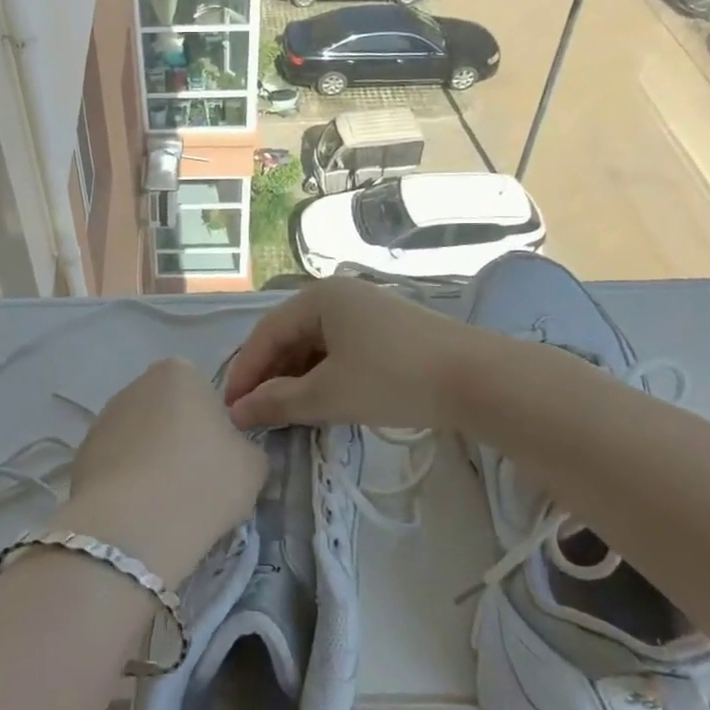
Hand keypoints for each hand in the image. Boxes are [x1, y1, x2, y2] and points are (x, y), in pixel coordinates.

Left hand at [51, 358, 267, 585]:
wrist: (134, 527)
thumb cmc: (203, 481)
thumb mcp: (253, 465)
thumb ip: (244, 446)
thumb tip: (230, 451)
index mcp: (179, 372)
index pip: (203, 393)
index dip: (214, 427)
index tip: (219, 459)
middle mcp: (135, 385)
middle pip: (167, 412)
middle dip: (179, 440)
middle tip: (195, 482)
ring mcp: (103, 419)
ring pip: (139, 439)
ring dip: (151, 461)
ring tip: (165, 503)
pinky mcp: (81, 455)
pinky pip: (116, 466)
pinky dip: (127, 483)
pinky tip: (138, 512)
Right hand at [223, 277, 471, 431]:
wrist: (478, 379)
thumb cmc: (393, 379)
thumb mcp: (328, 394)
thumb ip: (278, 402)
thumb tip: (237, 413)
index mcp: (319, 298)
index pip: (266, 334)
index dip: (245, 372)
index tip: (230, 409)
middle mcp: (339, 296)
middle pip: (289, 336)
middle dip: (269, 376)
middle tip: (253, 413)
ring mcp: (366, 311)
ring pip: (315, 345)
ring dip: (294, 378)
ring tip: (283, 412)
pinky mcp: (387, 331)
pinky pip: (339, 350)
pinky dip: (322, 375)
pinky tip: (320, 401)